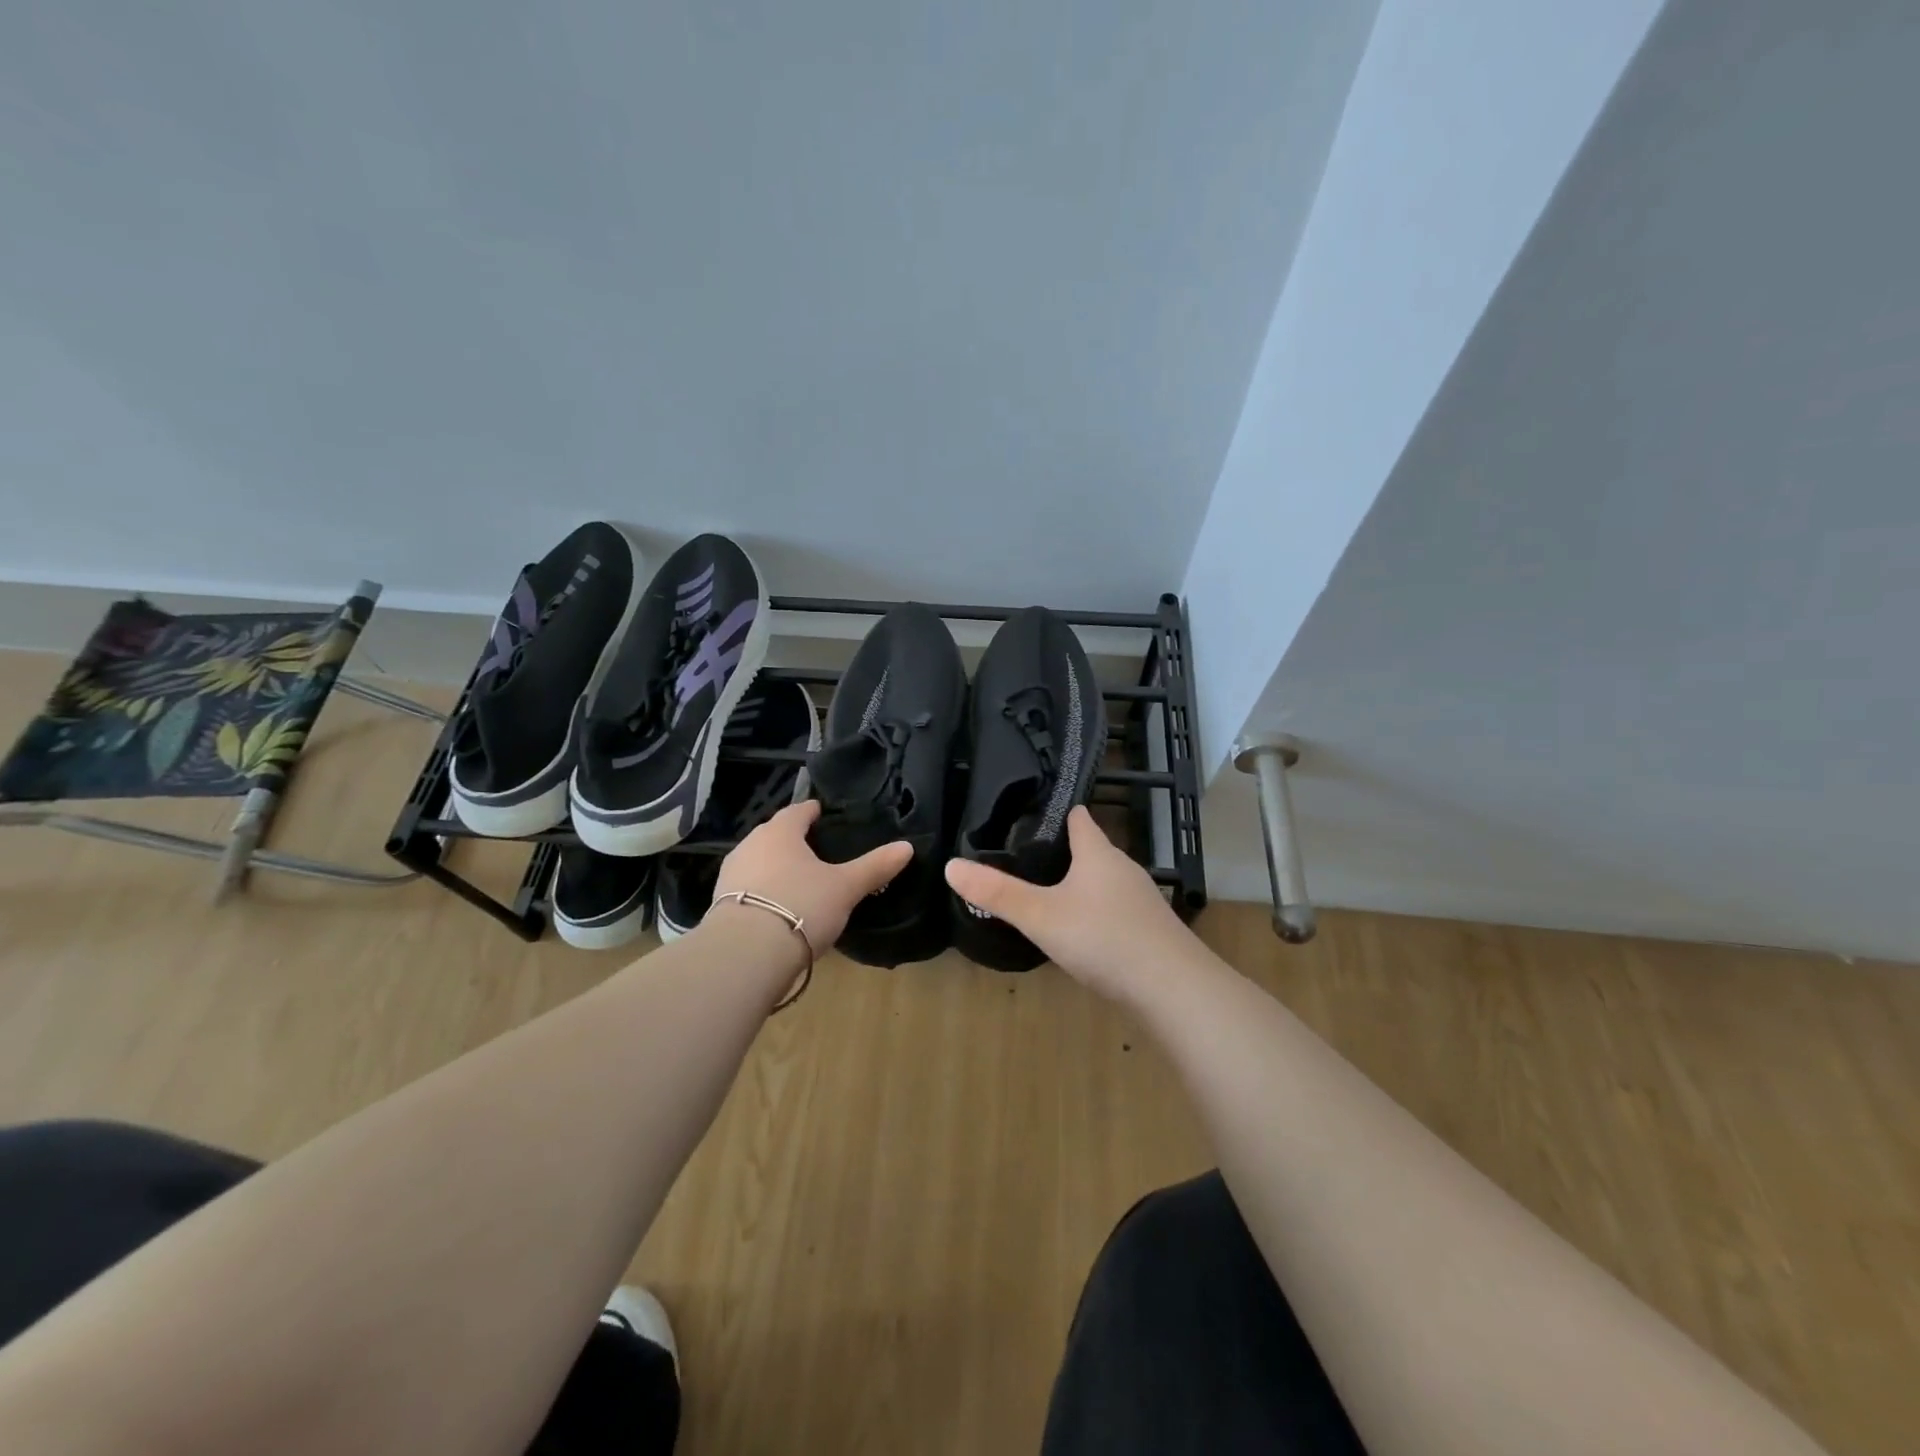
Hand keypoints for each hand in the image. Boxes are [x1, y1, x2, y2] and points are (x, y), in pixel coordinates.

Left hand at [712, 800, 912, 954]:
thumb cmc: (801, 906)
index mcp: (780, 832)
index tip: (823, 815)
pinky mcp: (719, 904)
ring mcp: (731, 874)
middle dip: (793, 840)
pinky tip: (776, 907)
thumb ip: (875, 866)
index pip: (798, 810)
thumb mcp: (845, 888)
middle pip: (774, 834)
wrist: (745, 954)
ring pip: (758, 861)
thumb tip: (907, 846)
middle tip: (816, 851)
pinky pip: (747, 888)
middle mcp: (750, 844)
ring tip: (798, 881)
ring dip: (775, 866)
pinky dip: (762, 891)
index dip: (812, 811)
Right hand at [943, 807, 1195, 1000]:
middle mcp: (1123, 868)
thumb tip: (952, 865)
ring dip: (1081, 884)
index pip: (1079, 819)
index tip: (1032, 811)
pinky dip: (1097, 912)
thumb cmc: (1103, 938)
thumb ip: (997, 893)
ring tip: (1048, 893)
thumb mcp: (1041, 916)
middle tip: (1025, 856)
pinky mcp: (1151, 930)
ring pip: (1105, 882)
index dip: (1058, 812)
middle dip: (1064, 851)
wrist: (1173, 988)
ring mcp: (1142, 900)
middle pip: (1092, 850)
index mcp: (1098, 853)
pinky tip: (1082, 932)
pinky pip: (1116, 910)